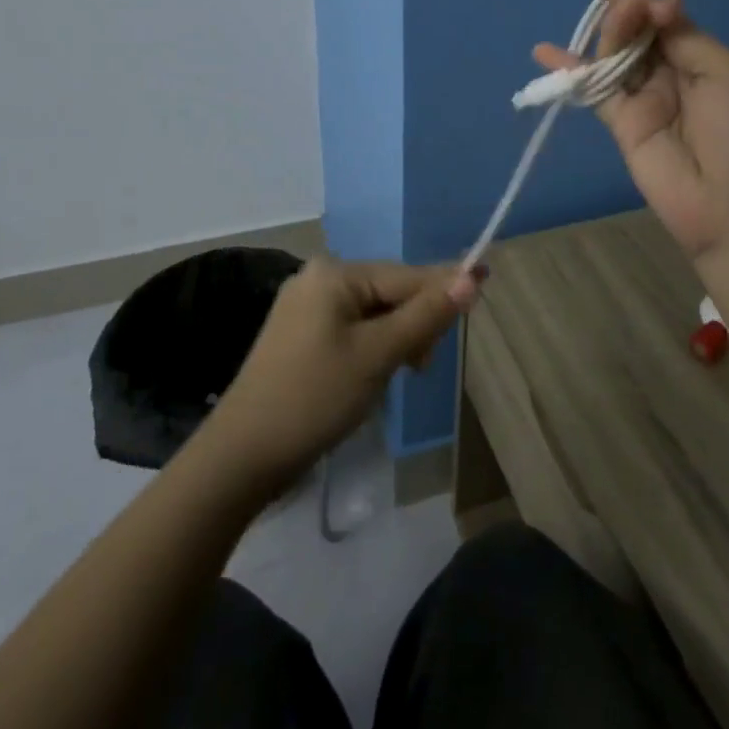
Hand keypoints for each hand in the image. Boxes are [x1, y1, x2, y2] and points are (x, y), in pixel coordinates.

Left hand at [205, 256, 480, 493]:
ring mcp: (306, 306)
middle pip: (390, 292)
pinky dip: (372, 348)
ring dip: (395, 340)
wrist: (243, 455)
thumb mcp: (378, 355)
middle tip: (420, 368)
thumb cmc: (315, 397)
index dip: (445, 287)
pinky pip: (352, 328)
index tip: (486, 284)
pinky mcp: (300, 334)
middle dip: (414, 324)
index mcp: (335, 274)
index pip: (406, 276)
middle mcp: (319, 278)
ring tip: (397, 377)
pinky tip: (373, 376)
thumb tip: (470, 277)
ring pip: (373, 313)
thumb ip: (426, 315)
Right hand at [534, 0, 728, 263]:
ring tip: (612, 23)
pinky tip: (544, 52)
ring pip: (613, 55)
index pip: (662, 15)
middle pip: (633, 31)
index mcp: (700, 55)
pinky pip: (592, 89)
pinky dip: (568, 71)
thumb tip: (654, 3)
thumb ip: (682, 36)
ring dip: (607, 34)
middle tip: (628, 7)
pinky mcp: (619, 123)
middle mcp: (668, 72)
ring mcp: (641, 98)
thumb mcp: (725, 70)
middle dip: (624, 10)